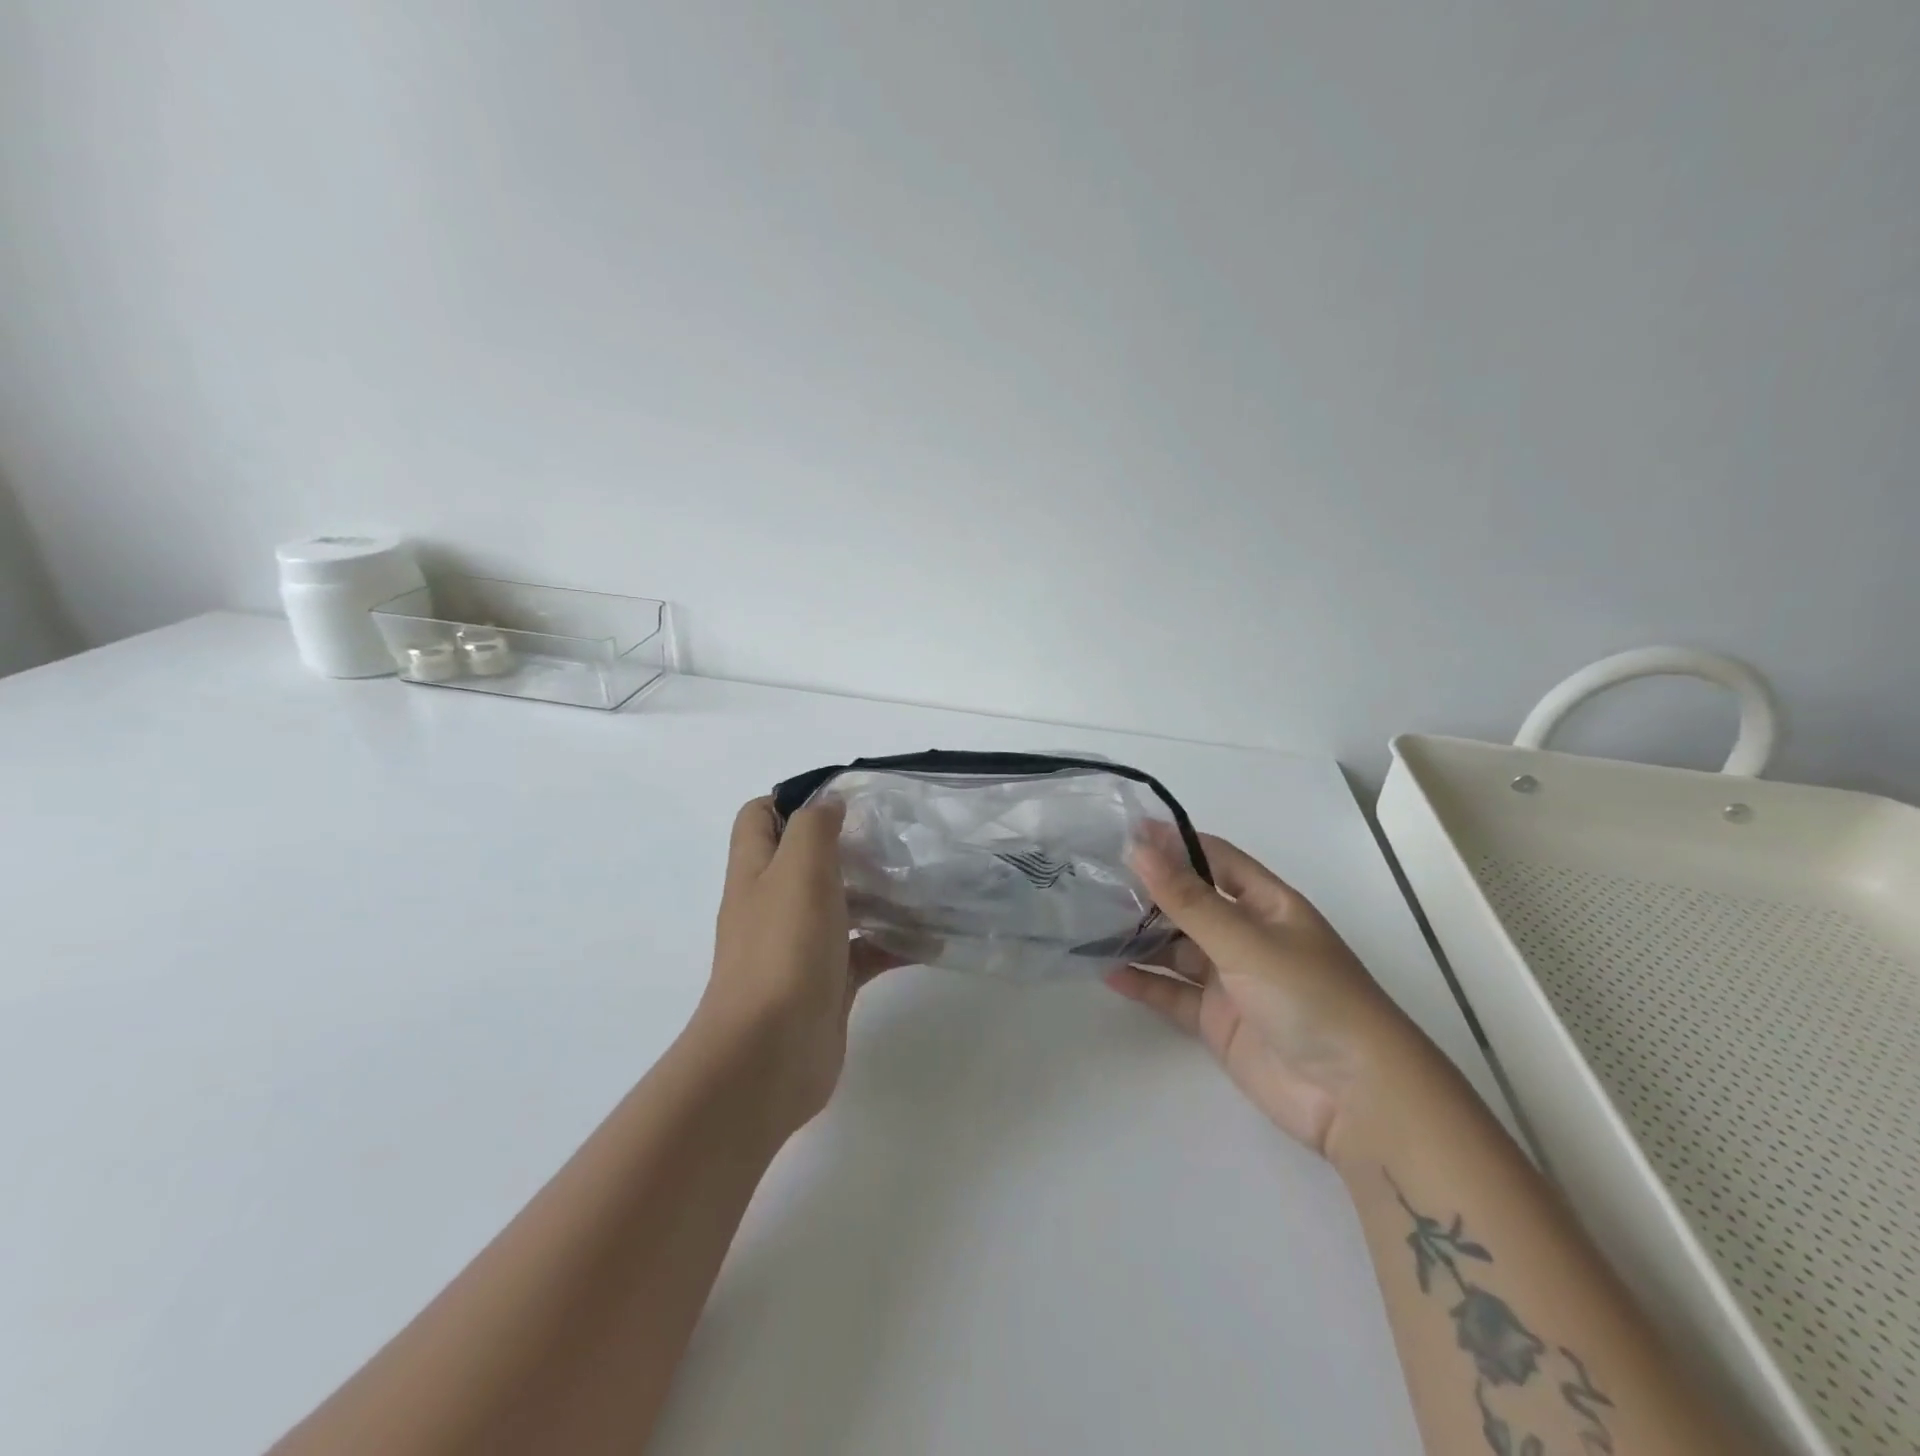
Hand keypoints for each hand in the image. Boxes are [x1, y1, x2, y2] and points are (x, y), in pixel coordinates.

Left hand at [696, 797, 898, 1134]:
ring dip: (876, 891)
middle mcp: (774, 904)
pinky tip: (931, 939)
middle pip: (805, 859)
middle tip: (895, 834)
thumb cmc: (783, 949)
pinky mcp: (828, 982)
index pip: (761, 816)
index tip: (845, 797)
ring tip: (922, 877)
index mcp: (756, 871)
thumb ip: (812, 827)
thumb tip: (828, 802)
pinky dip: (894, 943)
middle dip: (847, 843)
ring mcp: (801, 946)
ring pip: (840, 904)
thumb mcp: (797, 869)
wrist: (770, 1054)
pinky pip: (865, 951)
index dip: (795, 798)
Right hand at [1106, 832, 1436, 1158]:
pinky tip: (1108, 973)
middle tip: (1093, 879)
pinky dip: (1144, 983)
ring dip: (1139, 937)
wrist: (1354, 1098)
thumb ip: (1187, 899)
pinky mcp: (1218, 1021)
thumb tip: (1137, 847)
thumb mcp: (1246, 940)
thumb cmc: (1309, 997)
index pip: (1214, 859)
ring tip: (1089, 922)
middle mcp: (1247, 936)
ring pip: (1175, 949)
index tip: (1122, 832)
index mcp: (1267, 904)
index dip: (1173, 843)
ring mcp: (1232, 980)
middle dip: (1147, 892)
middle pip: (1190, 904)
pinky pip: (1173, 994)